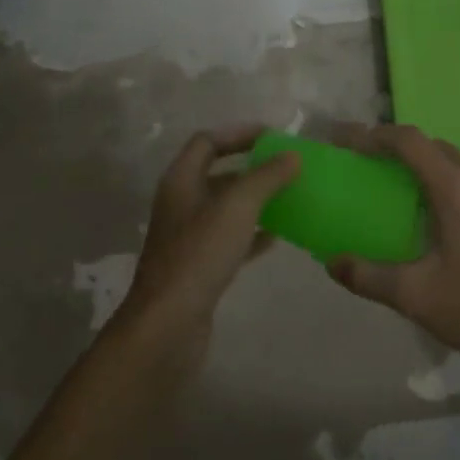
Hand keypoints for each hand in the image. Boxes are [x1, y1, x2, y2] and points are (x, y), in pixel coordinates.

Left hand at [114, 127, 298, 363]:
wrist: (168, 326)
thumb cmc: (199, 254)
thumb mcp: (237, 207)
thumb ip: (265, 177)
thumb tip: (292, 155)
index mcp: (181, 179)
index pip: (208, 141)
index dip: (239, 133)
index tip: (273, 136)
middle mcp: (181, 202)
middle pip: (218, 173)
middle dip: (252, 168)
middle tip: (287, 167)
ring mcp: (188, 237)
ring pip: (226, 207)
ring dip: (255, 200)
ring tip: (290, 197)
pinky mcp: (199, 266)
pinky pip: (230, 238)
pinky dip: (252, 233)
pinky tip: (278, 237)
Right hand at [328, 124, 459, 371]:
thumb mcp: (416, 296)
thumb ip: (368, 277)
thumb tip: (332, 263)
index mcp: (456, 188)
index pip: (408, 141)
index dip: (372, 135)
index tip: (343, 141)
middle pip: (430, 145)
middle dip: (393, 146)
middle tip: (363, 161)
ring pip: (452, 160)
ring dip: (419, 162)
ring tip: (391, 183)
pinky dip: (440, 178)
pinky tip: (430, 212)